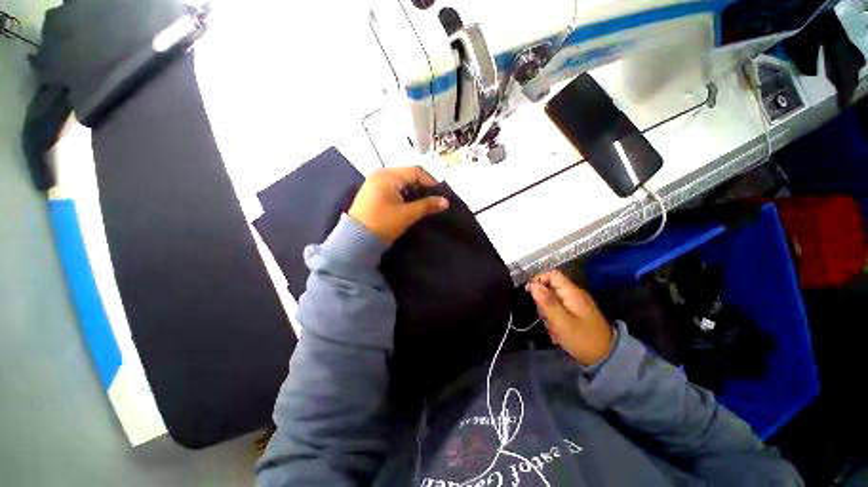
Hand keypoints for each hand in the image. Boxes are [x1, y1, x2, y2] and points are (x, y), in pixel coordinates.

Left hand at [348, 167, 449, 244]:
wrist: (356, 241)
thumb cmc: (383, 223)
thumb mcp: (407, 214)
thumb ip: (427, 205)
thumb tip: (446, 202)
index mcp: (387, 175)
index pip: (415, 171)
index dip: (430, 182)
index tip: (440, 194)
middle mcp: (380, 175)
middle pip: (407, 175)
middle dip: (422, 187)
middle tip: (433, 199)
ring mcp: (374, 183)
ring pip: (401, 183)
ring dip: (413, 191)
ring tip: (424, 203)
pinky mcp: (373, 193)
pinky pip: (393, 189)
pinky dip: (404, 195)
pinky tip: (410, 204)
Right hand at [528, 270, 613, 365]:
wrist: (606, 359)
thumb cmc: (583, 339)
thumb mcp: (561, 321)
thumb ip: (546, 302)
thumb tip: (532, 285)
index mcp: (572, 292)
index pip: (552, 274)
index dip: (539, 280)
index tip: (530, 294)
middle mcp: (574, 295)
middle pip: (550, 289)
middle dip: (543, 303)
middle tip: (545, 318)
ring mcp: (575, 305)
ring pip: (552, 302)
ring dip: (548, 315)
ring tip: (554, 330)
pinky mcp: (576, 314)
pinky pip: (559, 311)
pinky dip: (555, 321)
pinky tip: (558, 334)